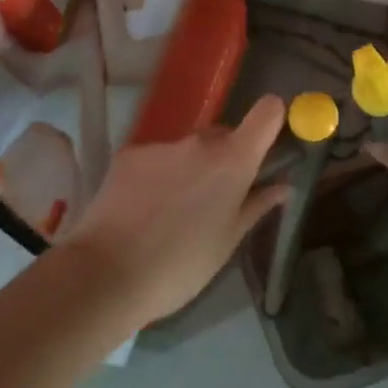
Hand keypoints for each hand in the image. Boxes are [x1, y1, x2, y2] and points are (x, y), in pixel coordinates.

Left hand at [57, 95, 289, 325]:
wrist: (106, 274)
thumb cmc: (181, 266)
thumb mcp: (227, 243)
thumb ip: (256, 206)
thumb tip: (281, 186)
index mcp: (233, 161)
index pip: (267, 113)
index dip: (272, 119)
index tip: (268, 140)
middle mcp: (199, 142)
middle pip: (223, 136)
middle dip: (225, 159)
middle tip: (213, 199)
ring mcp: (161, 145)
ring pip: (187, 149)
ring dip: (188, 168)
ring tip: (171, 212)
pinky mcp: (129, 153)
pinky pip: (156, 157)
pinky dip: (156, 175)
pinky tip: (142, 209)